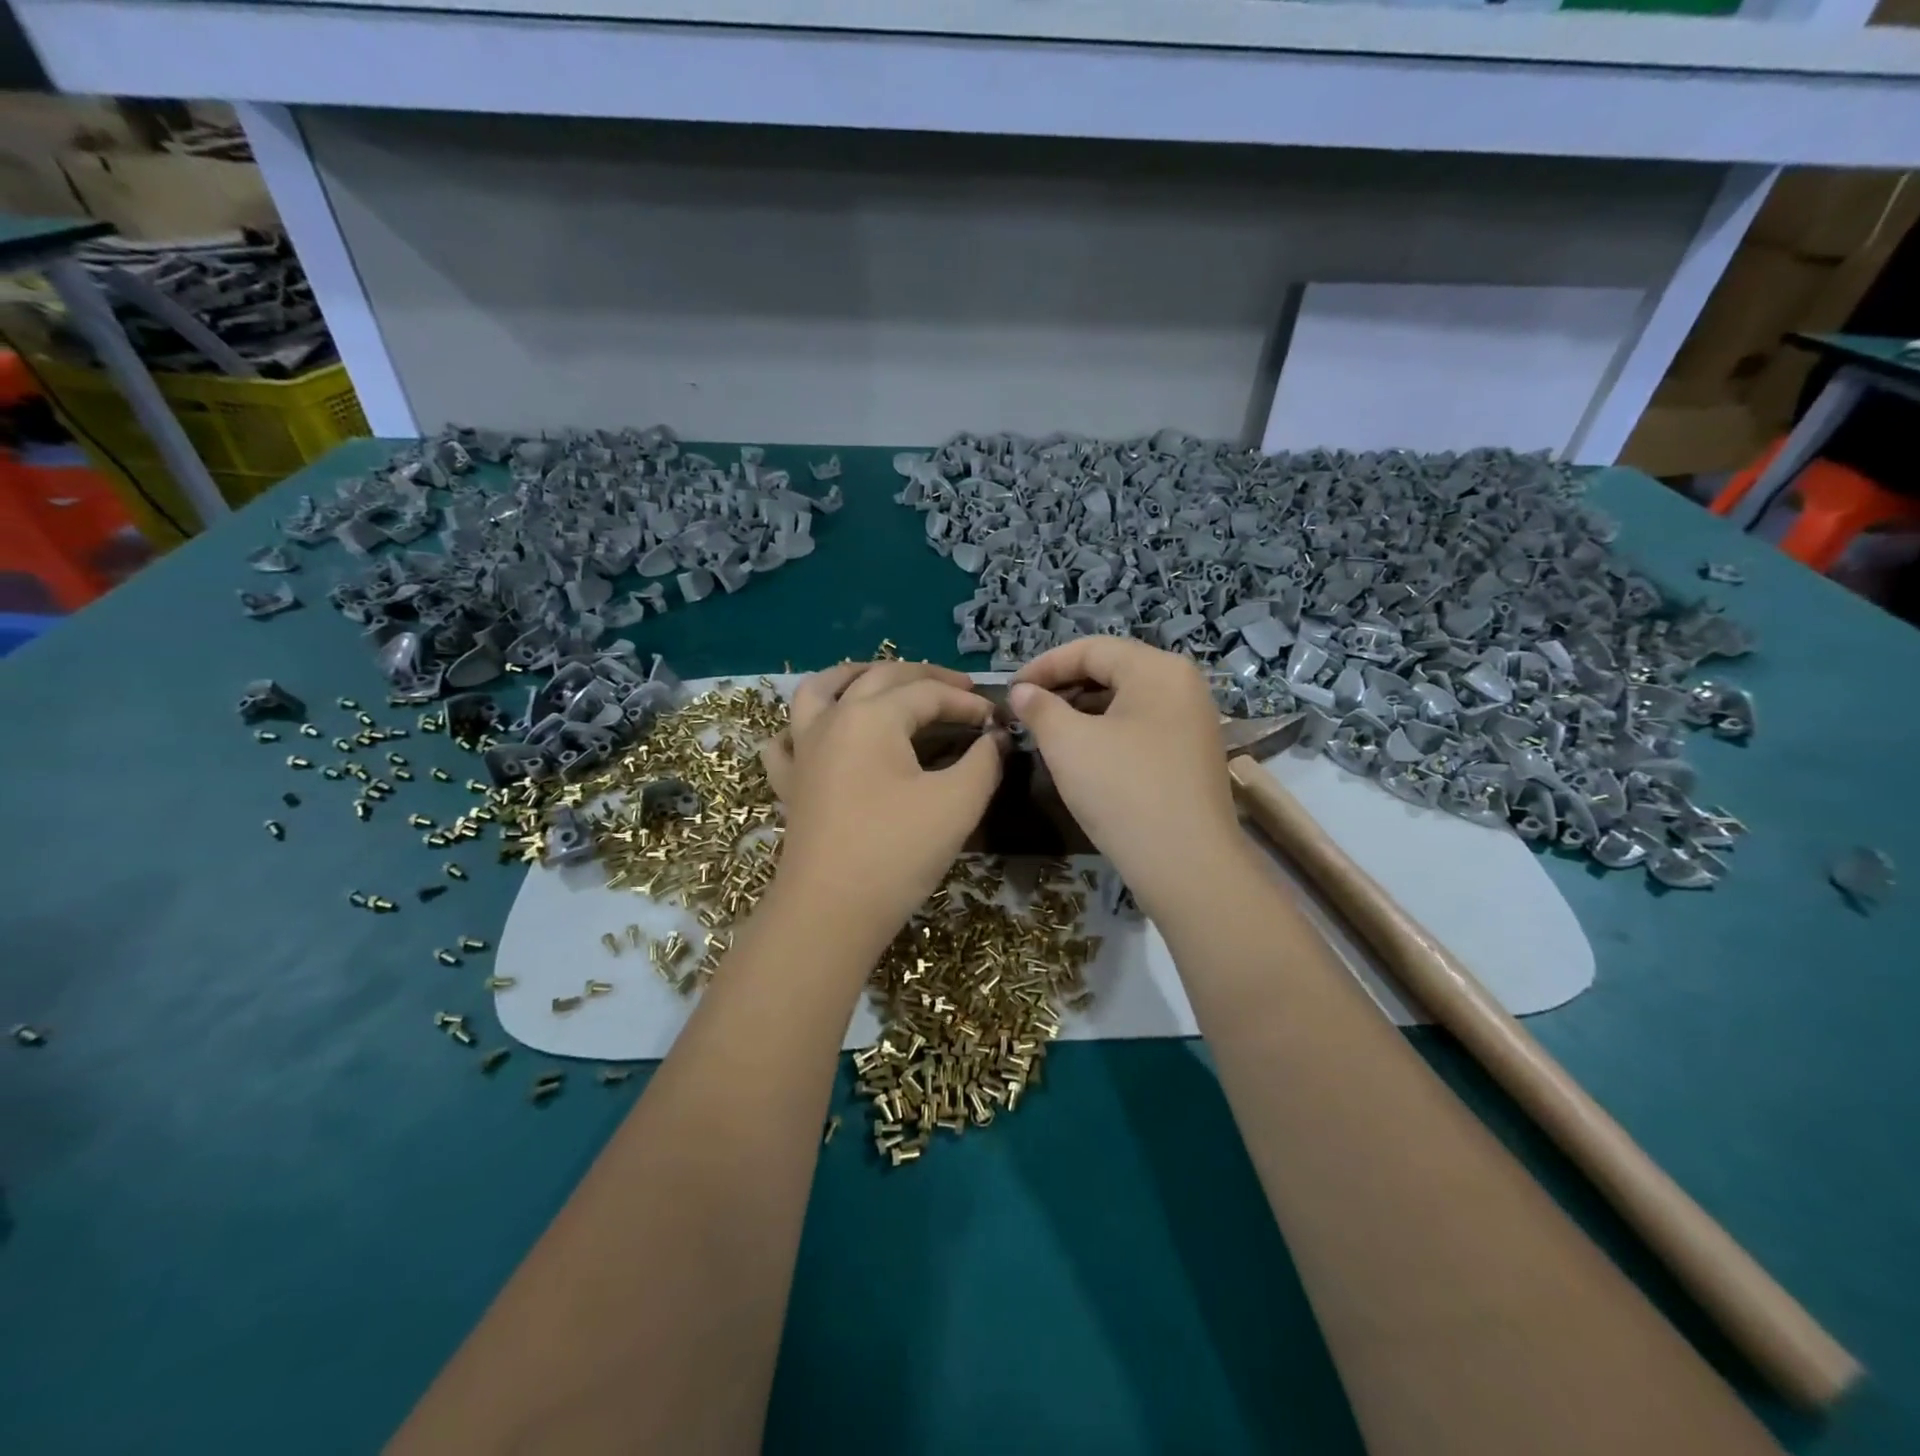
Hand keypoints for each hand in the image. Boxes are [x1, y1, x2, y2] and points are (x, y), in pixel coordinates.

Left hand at [763, 661, 1005, 949]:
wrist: (830, 912)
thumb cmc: (897, 851)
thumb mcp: (957, 803)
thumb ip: (984, 761)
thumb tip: (994, 738)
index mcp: (871, 716)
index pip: (928, 693)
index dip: (968, 703)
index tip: (997, 720)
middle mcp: (832, 719)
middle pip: (879, 678)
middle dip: (924, 677)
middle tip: (960, 689)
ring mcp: (803, 750)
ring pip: (820, 690)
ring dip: (854, 676)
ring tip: (878, 678)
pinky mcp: (790, 783)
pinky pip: (786, 741)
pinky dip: (800, 728)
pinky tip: (815, 733)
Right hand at [1010, 637, 1239, 915]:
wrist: (1186, 864)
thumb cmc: (1123, 790)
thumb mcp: (1068, 743)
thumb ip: (1040, 708)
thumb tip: (1022, 692)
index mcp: (1158, 669)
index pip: (1092, 649)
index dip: (1045, 665)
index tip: (1011, 689)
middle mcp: (1183, 686)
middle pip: (1112, 671)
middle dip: (1064, 687)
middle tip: (1027, 711)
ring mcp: (1193, 722)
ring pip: (1126, 702)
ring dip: (1083, 711)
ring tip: (1048, 733)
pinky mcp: (1192, 755)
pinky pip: (1141, 728)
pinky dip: (1107, 732)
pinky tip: (1082, 755)